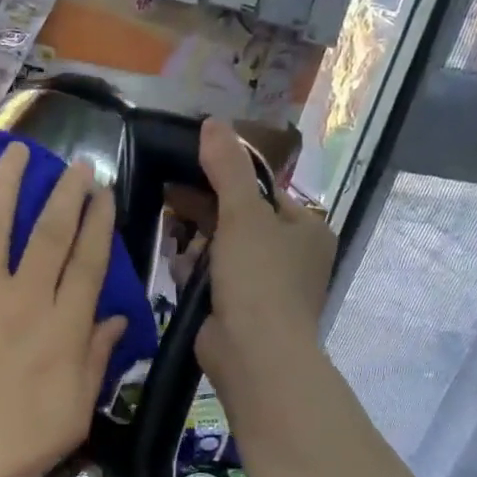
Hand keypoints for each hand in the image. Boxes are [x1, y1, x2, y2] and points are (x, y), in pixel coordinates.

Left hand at [0, 142, 127, 476]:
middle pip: (49, 232)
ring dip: (7, 186)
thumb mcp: (76, 410)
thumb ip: (97, 358)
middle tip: (75, 165)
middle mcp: (25, 296)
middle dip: (65, 193)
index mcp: (64, 324)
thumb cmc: (19, 443)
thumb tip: (118, 318)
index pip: (89, 260)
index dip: (99, 222)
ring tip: (16, 154)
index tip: (103, 192)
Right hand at [192, 117, 336, 395]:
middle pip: (238, 218)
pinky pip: (212, 277)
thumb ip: (226, 168)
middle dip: (204, 211)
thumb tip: (213, 122)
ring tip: (174, 238)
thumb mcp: (243, 214)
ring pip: (221, 248)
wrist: (254, 354)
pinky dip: (195, 271)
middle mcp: (290, 254)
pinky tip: (179, 268)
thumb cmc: (259, 278)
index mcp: (305, 228)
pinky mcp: (239, 307)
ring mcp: (265, 284)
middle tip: (171, 199)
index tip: (190, 168)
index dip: (226, 177)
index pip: (262, 190)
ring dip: (196, 242)